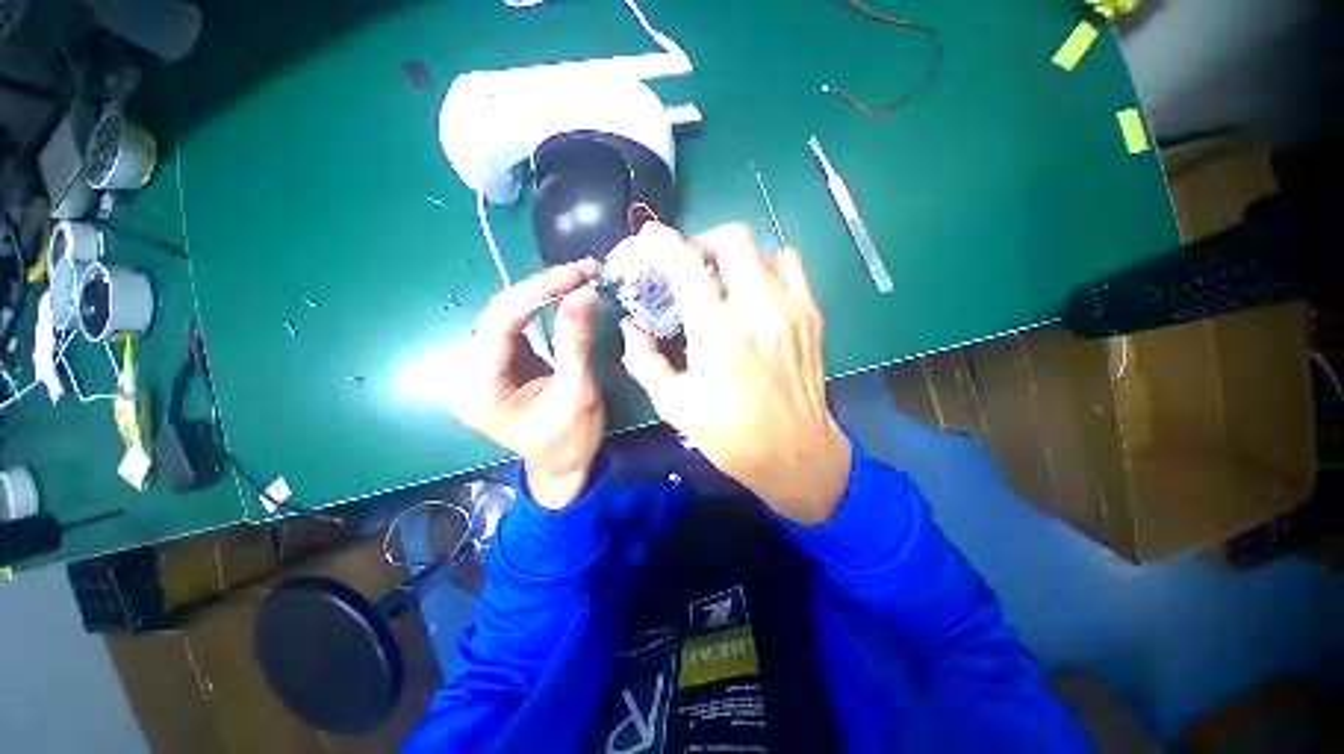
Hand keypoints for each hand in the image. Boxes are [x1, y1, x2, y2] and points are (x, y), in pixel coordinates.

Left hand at [446, 260, 604, 509]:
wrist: (562, 466)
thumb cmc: (570, 440)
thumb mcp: (577, 393)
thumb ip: (575, 342)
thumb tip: (585, 292)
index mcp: (479, 387)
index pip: (501, 322)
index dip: (540, 291)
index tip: (579, 273)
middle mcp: (467, 371)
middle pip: (501, 312)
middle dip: (545, 286)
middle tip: (585, 270)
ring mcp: (480, 364)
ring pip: (508, 312)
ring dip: (545, 291)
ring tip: (580, 276)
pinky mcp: (497, 361)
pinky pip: (516, 323)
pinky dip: (543, 305)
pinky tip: (564, 292)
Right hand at [620, 223, 851, 523]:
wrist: (795, 453)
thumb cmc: (730, 435)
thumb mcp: (674, 405)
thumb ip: (645, 361)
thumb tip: (632, 328)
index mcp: (719, 335)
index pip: (686, 267)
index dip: (663, 244)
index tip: (651, 238)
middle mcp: (758, 312)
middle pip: (733, 239)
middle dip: (703, 243)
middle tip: (691, 269)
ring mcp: (791, 310)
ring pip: (764, 249)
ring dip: (737, 258)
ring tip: (725, 284)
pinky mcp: (812, 317)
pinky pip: (791, 267)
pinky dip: (768, 268)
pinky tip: (757, 295)